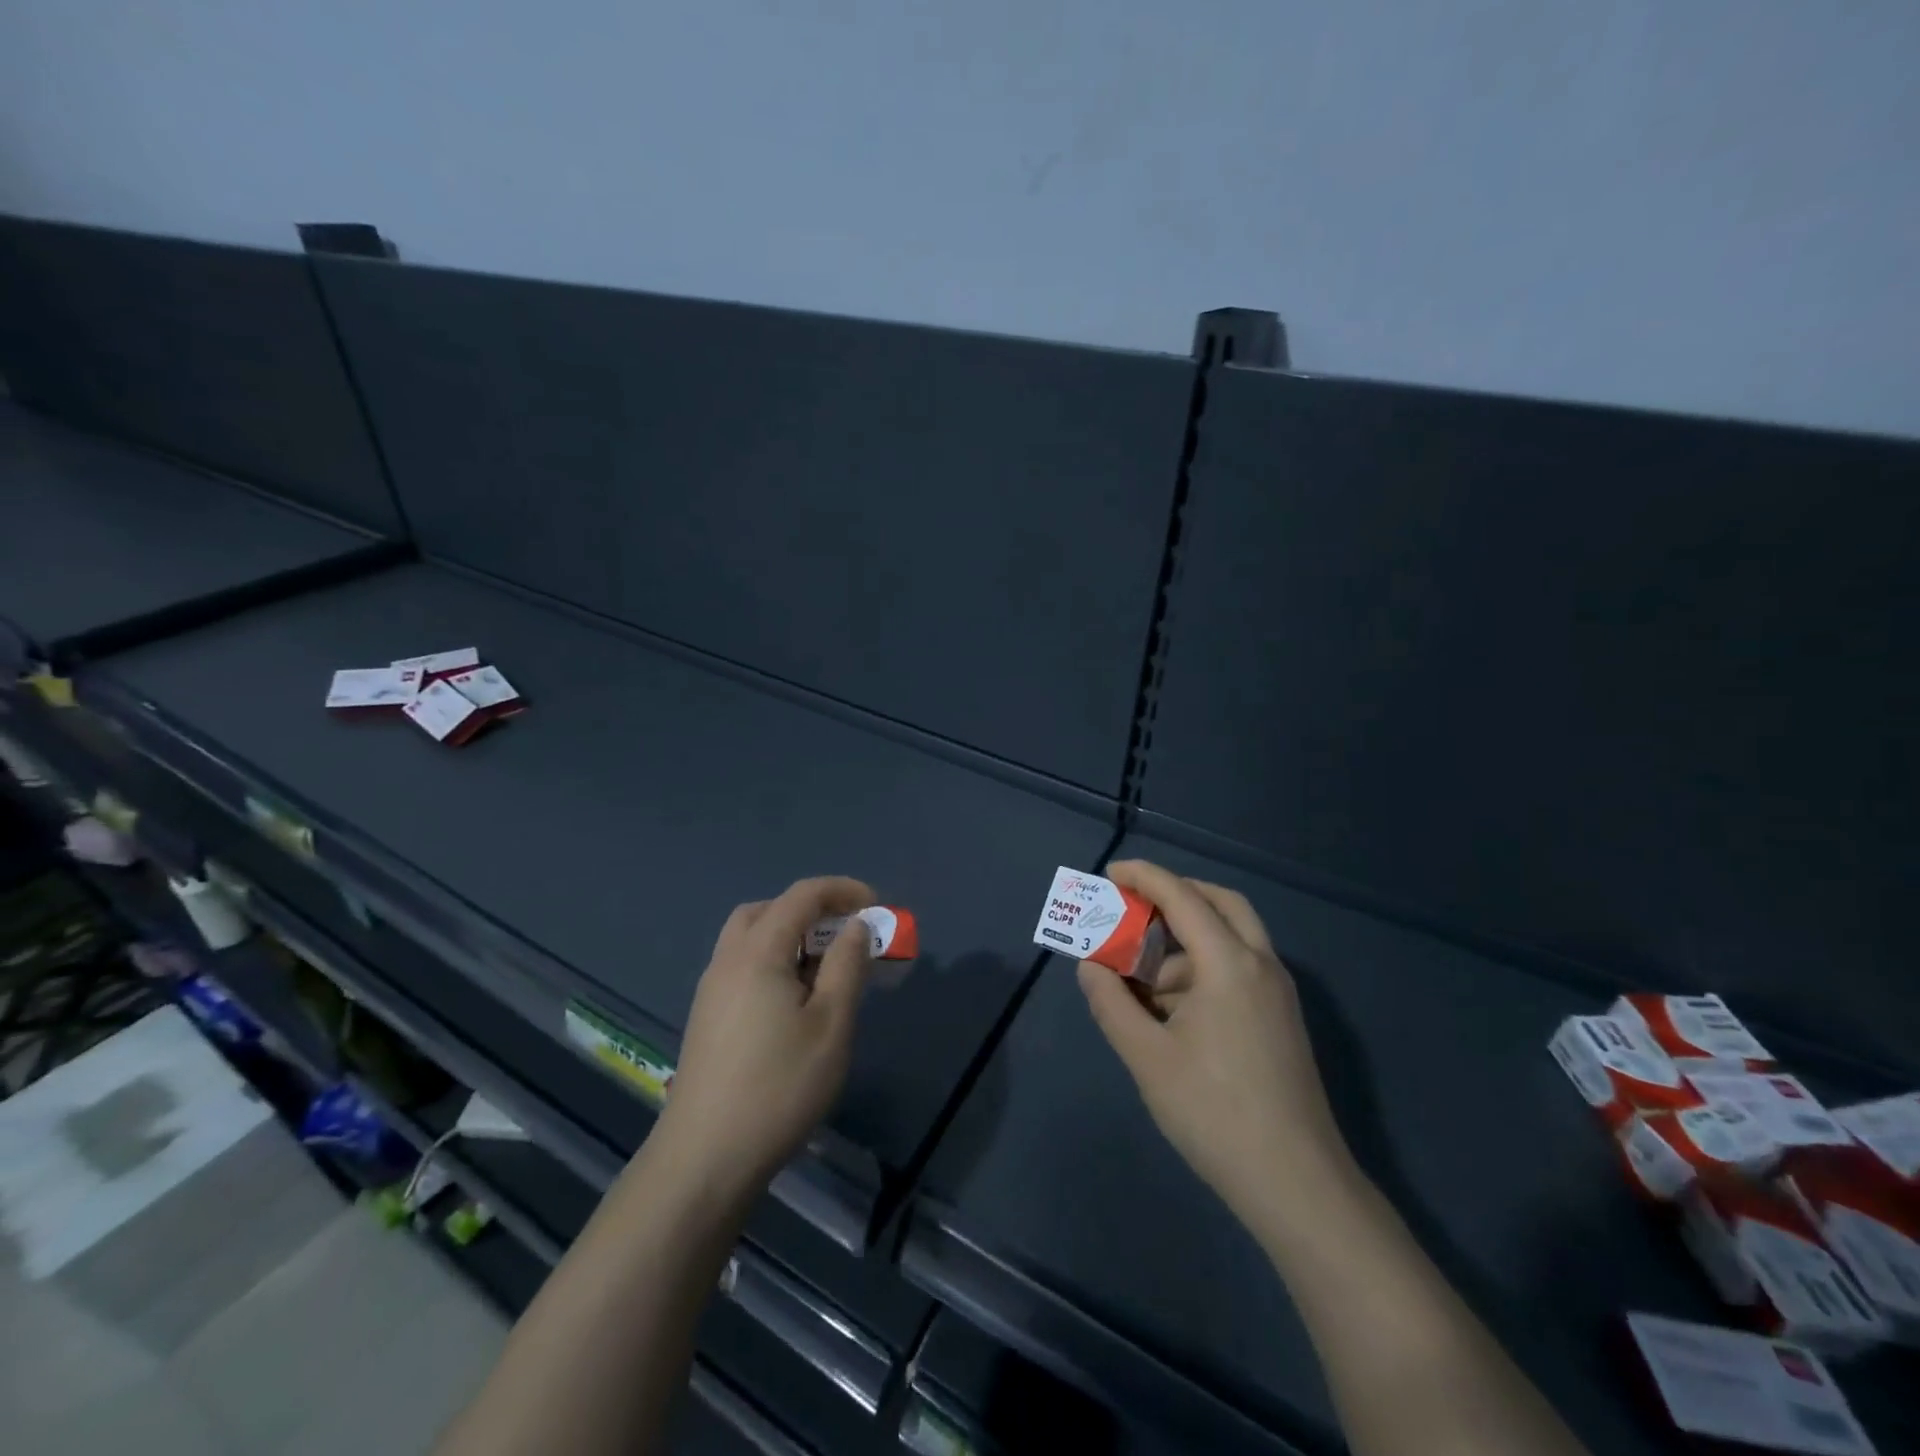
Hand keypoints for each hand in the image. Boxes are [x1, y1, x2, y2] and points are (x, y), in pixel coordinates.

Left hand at [656, 876, 875, 1198]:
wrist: (704, 1158)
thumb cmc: (779, 1086)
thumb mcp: (831, 1023)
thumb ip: (847, 966)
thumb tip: (856, 926)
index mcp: (758, 951)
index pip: (803, 896)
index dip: (843, 890)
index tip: (878, 906)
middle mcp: (728, 959)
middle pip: (769, 910)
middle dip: (812, 910)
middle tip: (845, 934)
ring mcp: (711, 990)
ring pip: (751, 939)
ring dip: (790, 937)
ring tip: (825, 970)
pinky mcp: (707, 1018)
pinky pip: (743, 966)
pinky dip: (774, 962)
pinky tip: (794, 1003)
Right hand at [1076, 860, 1353, 1227]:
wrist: (1296, 1185)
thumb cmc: (1214, 1112)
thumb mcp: (1148, 1056)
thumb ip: (1112, 1003)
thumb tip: (1090, 967)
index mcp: (1229, 963)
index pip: (1182, 897)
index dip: (1144, 877)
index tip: (1110, 873)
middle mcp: (1260, 965)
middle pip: (1220, 903)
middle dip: (1177, 895)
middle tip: (1137, 906)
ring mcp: (1277, 994)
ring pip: (1230, 940)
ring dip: (1185, 944)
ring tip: (1140, 983)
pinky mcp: (1281, 1021)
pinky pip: (1238, 971)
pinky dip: (1203, 971)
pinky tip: (1171, 1013)